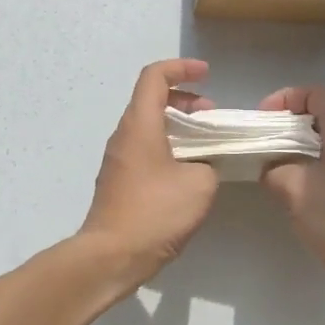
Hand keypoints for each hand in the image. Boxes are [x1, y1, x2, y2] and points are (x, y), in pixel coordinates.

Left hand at [78, 58, 219, 284]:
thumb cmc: (154, 213)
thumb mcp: (199, 184)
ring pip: (149, 126)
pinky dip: (168, 146)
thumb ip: (207, 163)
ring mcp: (118, 158)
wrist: (111, 256)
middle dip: (185, 100)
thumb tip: (202, 164)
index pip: (154, 77)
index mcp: (140, 124)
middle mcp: (124, 135)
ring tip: (205, 144)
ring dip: (178, 126)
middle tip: (212, 116)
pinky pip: (145, 148)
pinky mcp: (119, 180)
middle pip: (151, 99)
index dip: (181, 68)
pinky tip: (188, 171)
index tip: (207, 75)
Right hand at [258, 86, 324, 305]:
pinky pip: (324, 168)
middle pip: (318, 116)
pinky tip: (286, 193)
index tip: (263, 120)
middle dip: (284, 124)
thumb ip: (273, 167)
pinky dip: (302, 171)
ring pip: (320, 144)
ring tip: (267, 168)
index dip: (287, 98)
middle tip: (259, 143)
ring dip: (292, 150)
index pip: (316, 93)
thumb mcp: (294, 186)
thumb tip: (267, 166)